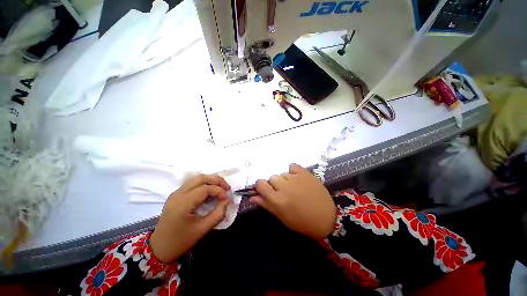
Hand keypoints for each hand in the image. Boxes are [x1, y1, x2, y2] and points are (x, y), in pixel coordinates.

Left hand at [149, 174, 230, 262]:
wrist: (159, 248)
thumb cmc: (181, 241)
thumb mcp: (203, 230)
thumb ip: (218, 214)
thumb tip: (227, 200)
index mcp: (182, 204)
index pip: (205, 189)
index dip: (219, 191)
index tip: (227, 198)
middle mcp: (178, 194)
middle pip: (200, 178)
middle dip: (216, 180)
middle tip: (227, 187)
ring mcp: (176, 193)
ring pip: (196, 179)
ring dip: (211, 180)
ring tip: (221, 187)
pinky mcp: (176, 195)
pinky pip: (192, 184)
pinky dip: (204, 184)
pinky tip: (210, 191)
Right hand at [250, 164, 335, 239]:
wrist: (327, 217)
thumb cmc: (302, 221)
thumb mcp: (282, 217)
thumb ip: (266, 204)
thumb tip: (253, 196)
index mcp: (277, 200)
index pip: (260, 184)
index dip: (261, 186)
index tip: (267, 190)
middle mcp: (284, 187)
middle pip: (272, 178)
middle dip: (275, 184)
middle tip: (284, 192)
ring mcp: (295, 178)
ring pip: (282, 174)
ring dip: (285, 180)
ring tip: (295, 188)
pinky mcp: (305, 173)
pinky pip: (292, 166)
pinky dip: (293, 171)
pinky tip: (298, 178)